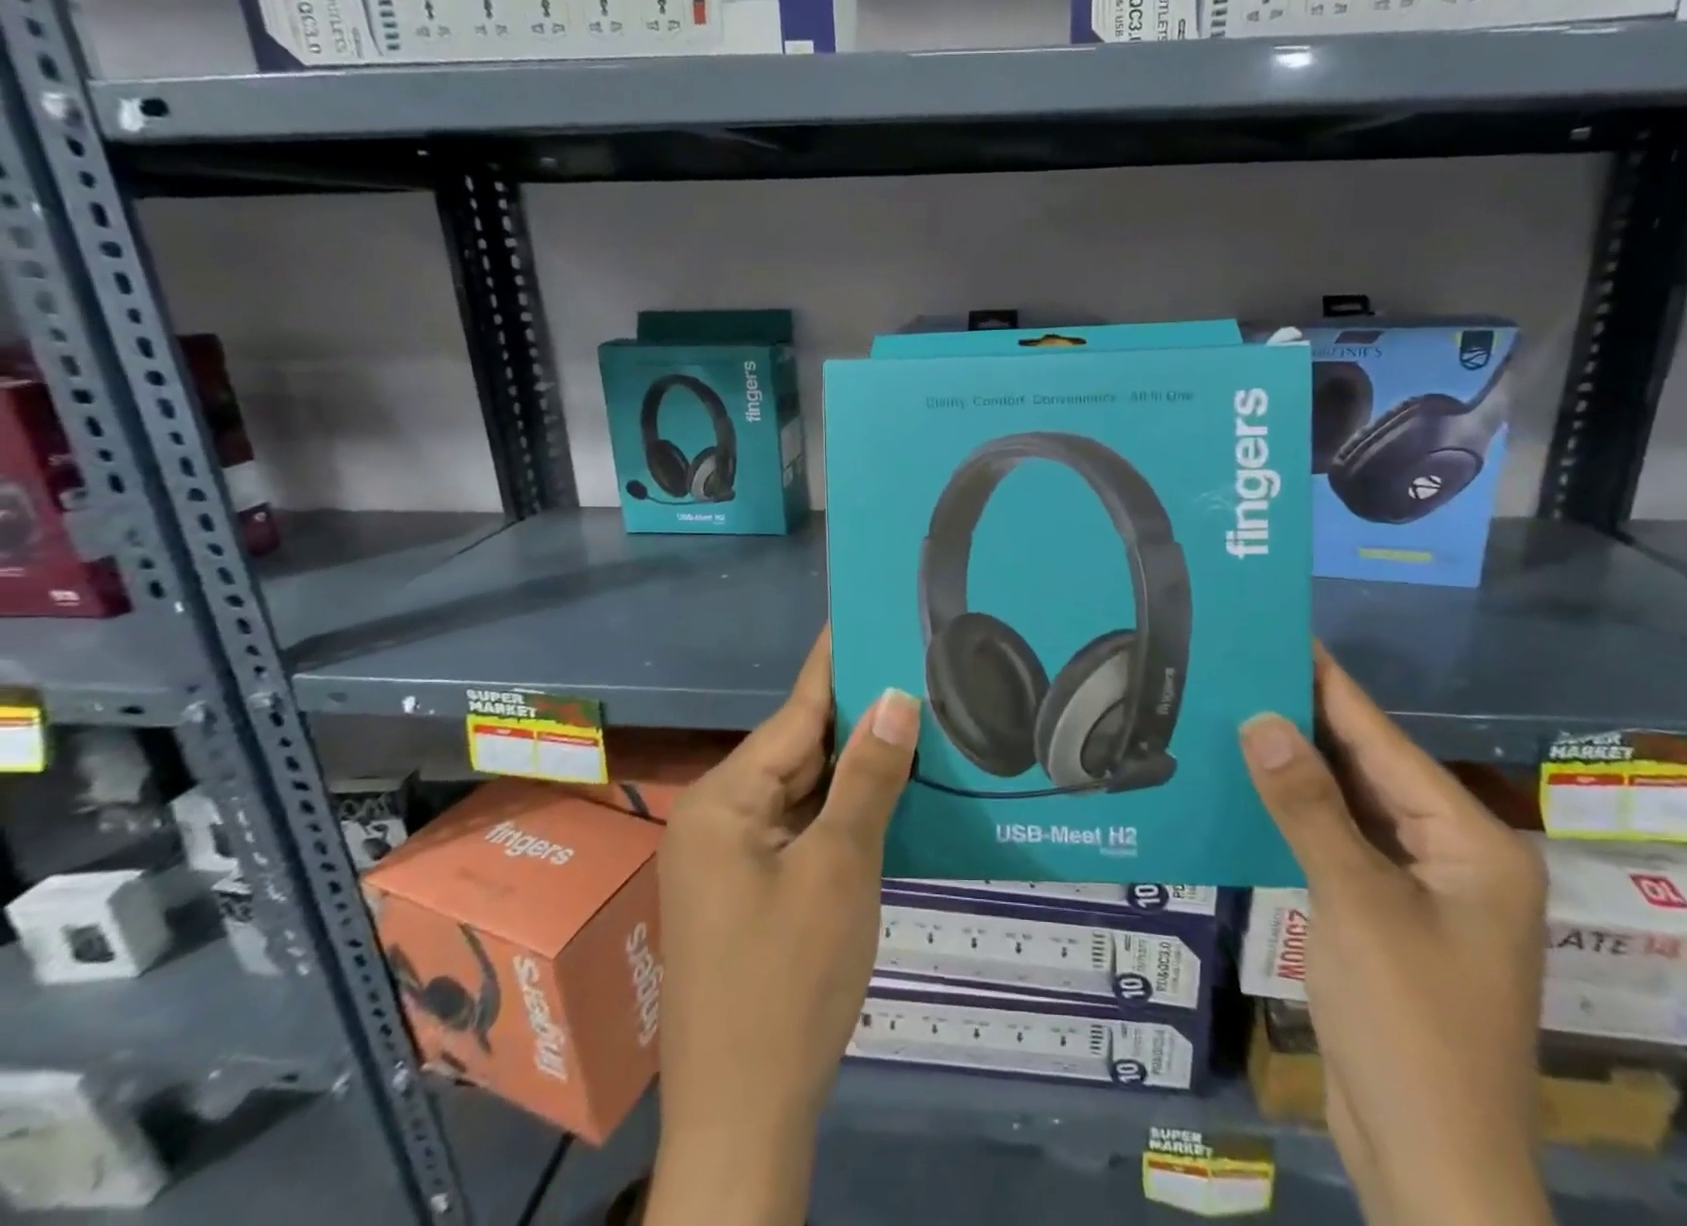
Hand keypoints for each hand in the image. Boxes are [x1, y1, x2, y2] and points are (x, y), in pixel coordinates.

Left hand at [643, 629, 920, 1225]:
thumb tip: (896, 697)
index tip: (867, 613)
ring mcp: (734, 856)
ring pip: (806, 789)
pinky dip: (845, 809)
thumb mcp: (839, 869)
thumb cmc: (788, 984)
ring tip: (918, 717)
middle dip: (860, 716)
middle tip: (918, 668)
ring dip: (857, 766)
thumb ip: (868, 778)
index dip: (838, 663)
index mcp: (725, 800)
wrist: (745, 1120)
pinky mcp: (752, 889)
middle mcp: (721, 816)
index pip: (797, 712)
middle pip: (801, 749)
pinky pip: (804, 827)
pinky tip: (891, 791)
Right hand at [1240, 643, 1550, 1225]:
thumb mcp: (1355, 905)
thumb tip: (1262, 719)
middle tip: (1244, 667)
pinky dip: (1300, 814)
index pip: (1385, 742)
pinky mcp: (1387, 916)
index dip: (1331, 686)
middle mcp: (1454, 856)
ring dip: (1300, 767)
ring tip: (1238, 711)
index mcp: (1472, 843)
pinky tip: (1256, 787)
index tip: (1285, 634)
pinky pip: (1340, 843)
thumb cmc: (1410, 1029)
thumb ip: (1308, 807)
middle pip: (1370, 769)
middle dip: (1308, 721)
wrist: (1432, 1167)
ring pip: (1352, 806)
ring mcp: (1421, 889)